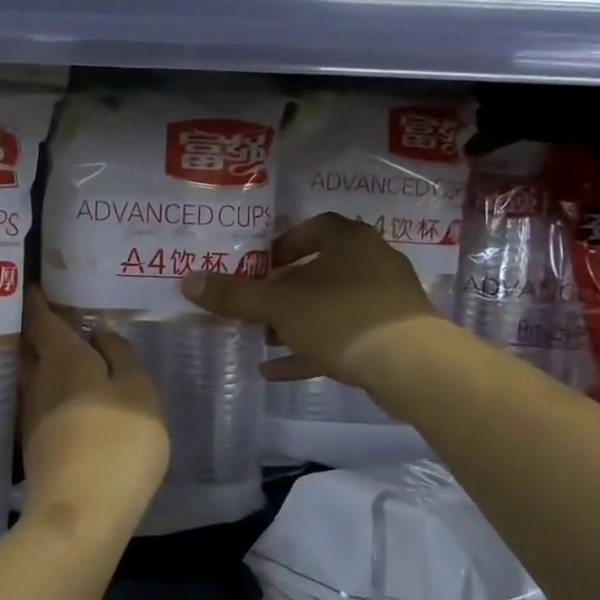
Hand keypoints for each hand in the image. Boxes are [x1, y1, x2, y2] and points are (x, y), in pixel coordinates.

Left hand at [19, 286, 169, 535]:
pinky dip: (49, 392)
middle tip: (49, 316)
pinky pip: (40, 404)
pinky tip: (67, 398)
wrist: (82, 513)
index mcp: (63, 359)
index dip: (37, 301)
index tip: (33, 286)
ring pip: (32, 378)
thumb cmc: (119, 440)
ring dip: (41, 363)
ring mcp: (32, 417)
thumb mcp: (138, 390)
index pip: (41, 320)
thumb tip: (100, 333)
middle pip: (29, 348)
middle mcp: (38, 382)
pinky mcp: (35, 447)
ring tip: (62, 354)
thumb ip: (122, 357)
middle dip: (34, 330)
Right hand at [180, 213, 443, 388]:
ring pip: (332, 307)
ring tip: (264, 340)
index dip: (283, 244)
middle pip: (320, 270)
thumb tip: (187, 281)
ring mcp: (385, 301)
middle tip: (256, 306)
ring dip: (297, 322)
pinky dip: (312, 350)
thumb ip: (235, 295)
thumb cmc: (342, 318)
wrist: (412, 366)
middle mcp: (372, 263)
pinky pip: (344, 338)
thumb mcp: (280, 306)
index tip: (260, 266)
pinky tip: (276, 372)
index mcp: (350, 241)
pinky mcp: (391, 337)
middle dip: (284, 291)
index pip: (314, 228)